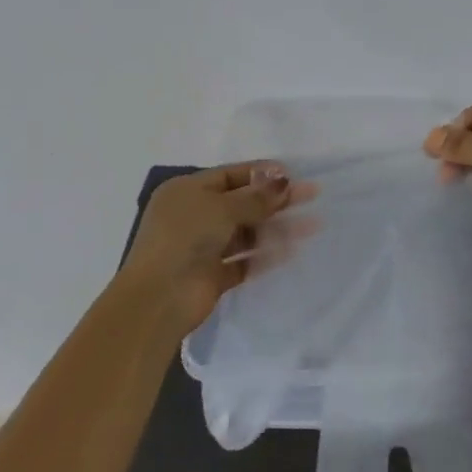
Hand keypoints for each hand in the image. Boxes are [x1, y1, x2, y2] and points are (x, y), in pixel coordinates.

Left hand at [120, 163, 312, 329]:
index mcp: (187, 191)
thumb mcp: (220, 208)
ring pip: (247, 232)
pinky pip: (244, 261)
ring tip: (311, 225)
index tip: (294, 174)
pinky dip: (265, 255)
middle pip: (242, 203)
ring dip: (276, 228)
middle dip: (276, 200)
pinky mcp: (214, 275)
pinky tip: (291, 250)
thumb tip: (283, 181)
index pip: (230, 175)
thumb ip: (255, 197)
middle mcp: (194, 216)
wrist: (159, 297)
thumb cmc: (185, 238)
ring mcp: (204, 247)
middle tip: (312, 195)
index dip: (262, 173)